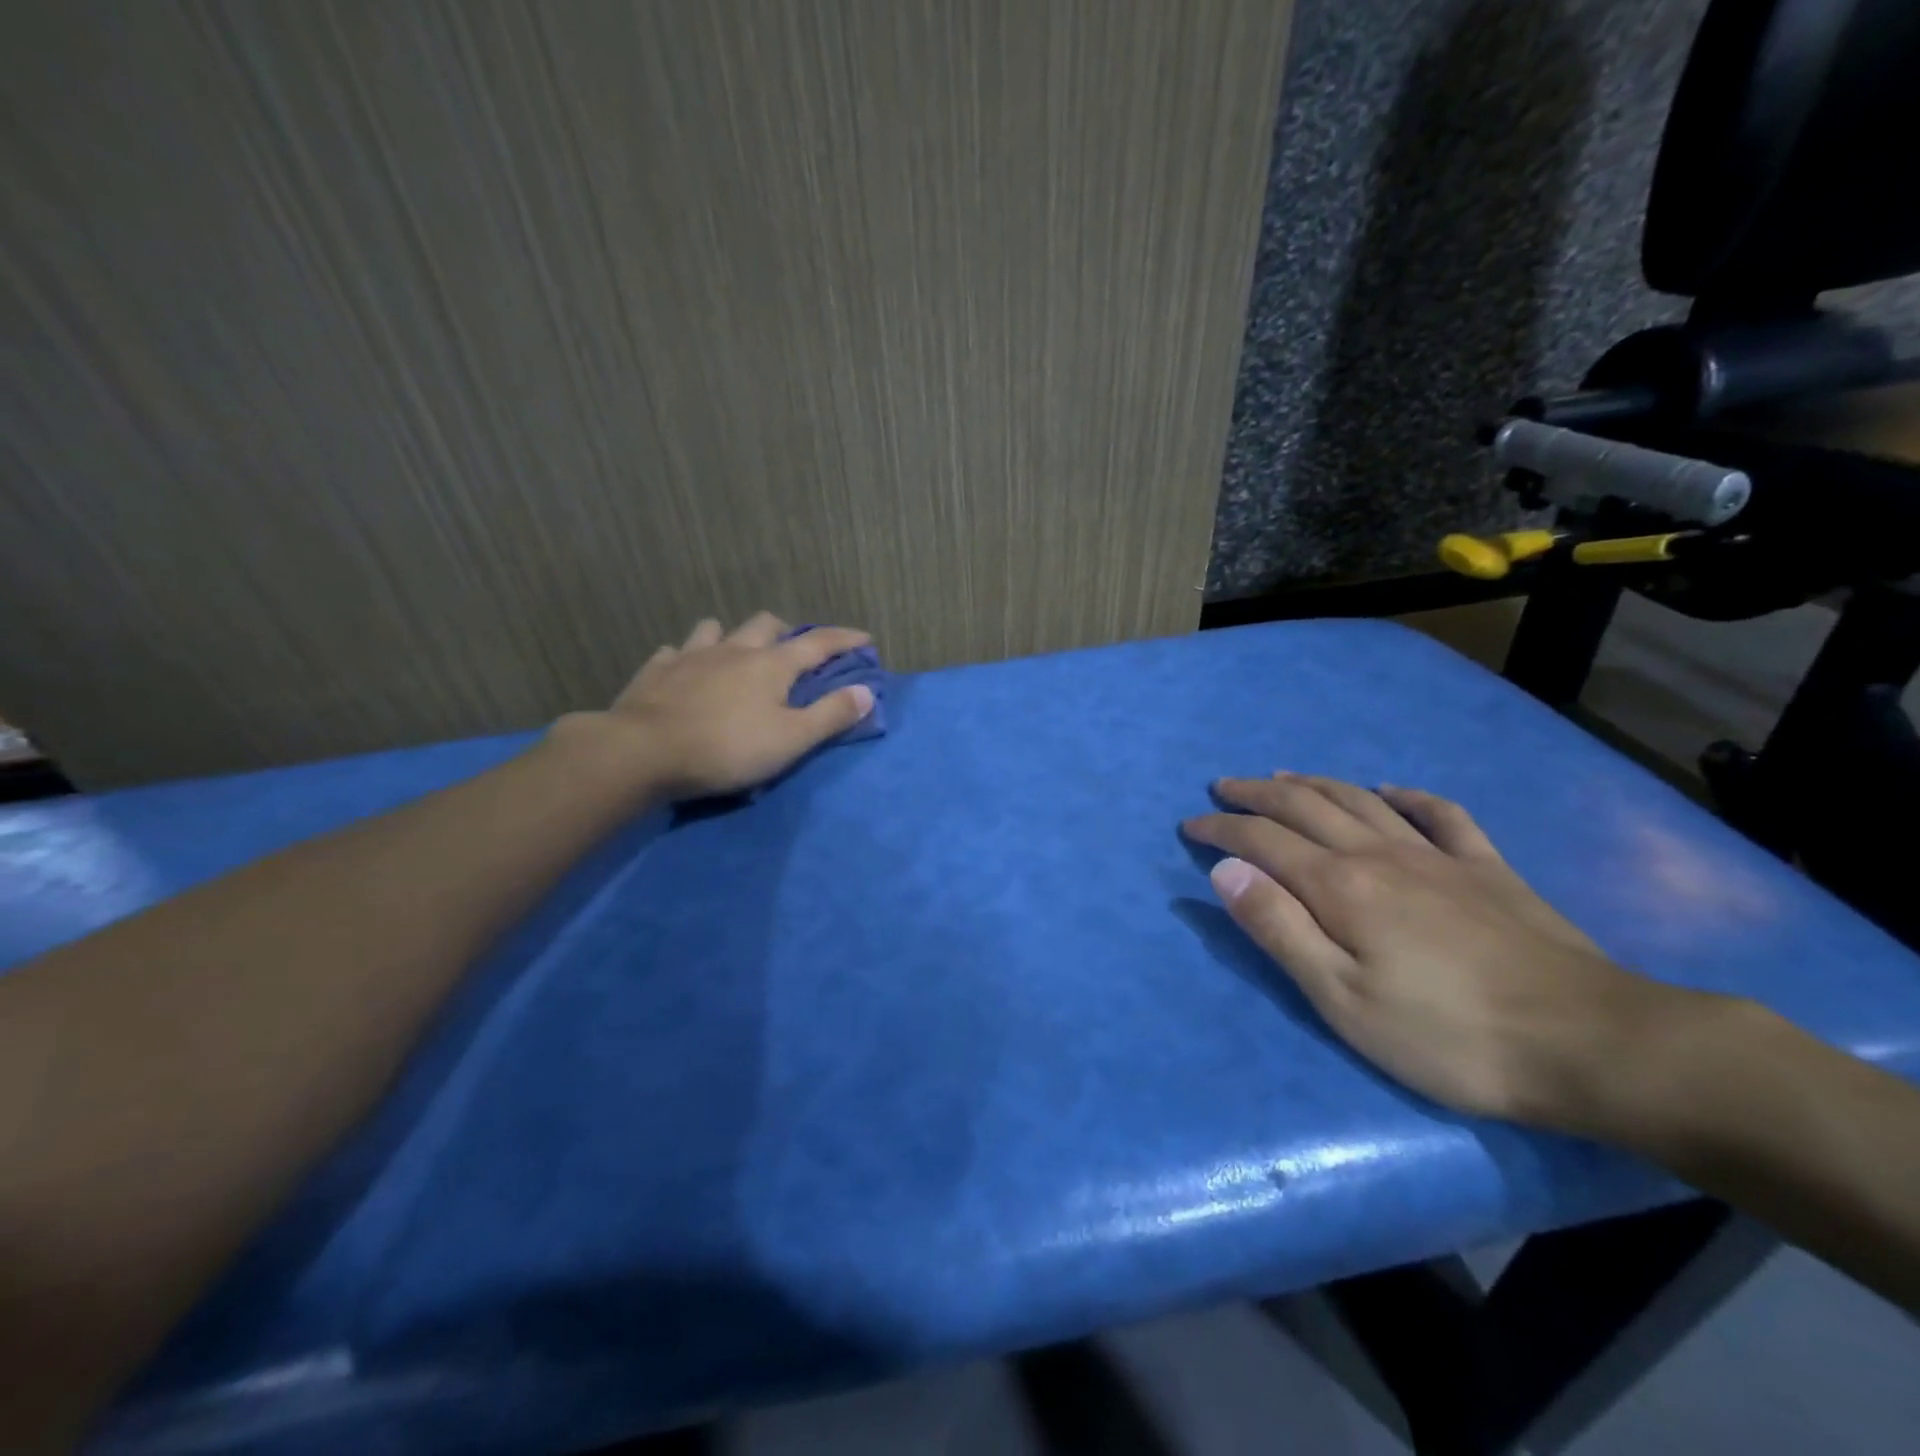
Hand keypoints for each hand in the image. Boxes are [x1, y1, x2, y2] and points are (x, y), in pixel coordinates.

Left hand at [553, 612, 876, 800]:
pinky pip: (675, 651)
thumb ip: (831, 715)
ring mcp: (691, 656)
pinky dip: (687, 657)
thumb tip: (867, 692)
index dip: (845, 639)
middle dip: (786, 631)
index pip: (819, 643)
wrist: (643, 752)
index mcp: (772, 665)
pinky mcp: (656, 671)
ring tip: (736, 654)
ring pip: (717, 628)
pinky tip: (685, 670)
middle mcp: (734, 650)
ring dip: (733, 636)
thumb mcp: (791, 740)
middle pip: (766, 624)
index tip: (865, 638)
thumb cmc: (727, 748)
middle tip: (793, 652)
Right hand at [1183, 774, 1700, 1132]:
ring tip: (1284, 776)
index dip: (1221, 828)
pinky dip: (1407, 795)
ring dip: (1314, 783)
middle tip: (1224, 786)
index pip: (1262, 839)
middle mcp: (1380, 853)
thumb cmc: (1448, 1035)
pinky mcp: (1488, 870)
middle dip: (1257, 793)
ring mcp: (1438, 856)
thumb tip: (1225, 870)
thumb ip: (1279, 928)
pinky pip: (1441, 815)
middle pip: (1306, 806)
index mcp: (1340, 886)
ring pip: (1361, 800)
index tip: (1190, 826)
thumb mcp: (1342, 999)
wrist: (1591, 1043)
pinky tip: (1391, 791)